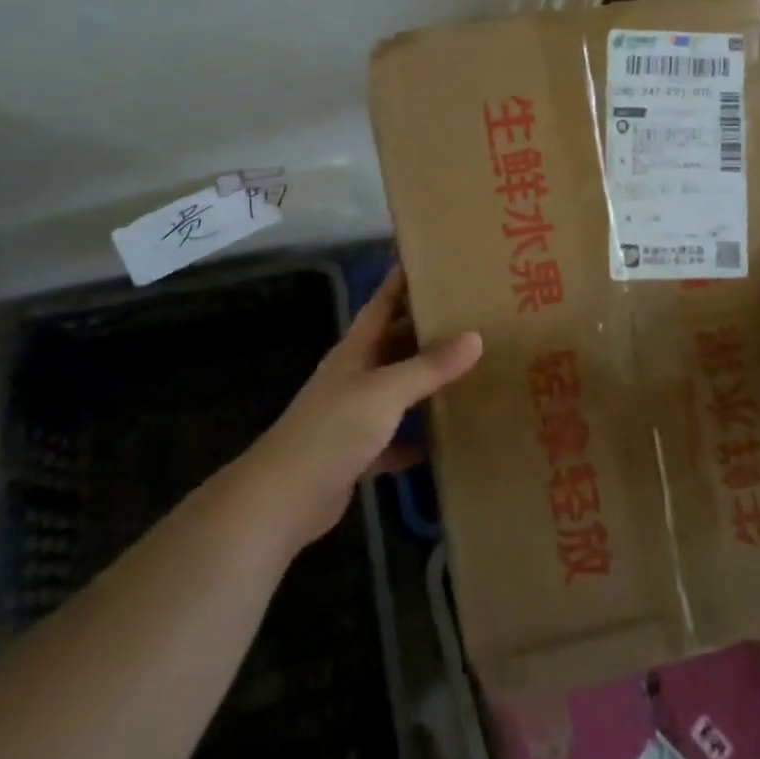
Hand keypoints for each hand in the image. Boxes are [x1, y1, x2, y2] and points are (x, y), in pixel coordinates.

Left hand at [241, 267, 481, 551]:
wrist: (284, 499)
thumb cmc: (332, 430)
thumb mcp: (385, 392)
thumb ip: (429, 367)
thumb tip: (475, 337)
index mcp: (356, 350)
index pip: (383, 302)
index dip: (402, 279)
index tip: (432, 259)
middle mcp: (356, 375)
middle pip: (396, 343)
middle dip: (427, 329)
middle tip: (471, 315)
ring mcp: (356, 414)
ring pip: (399, 389)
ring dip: (427, 381)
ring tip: (470, 368)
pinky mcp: (359, 452)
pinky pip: (397, 437)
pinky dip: (418, 436)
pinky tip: (447, 437)